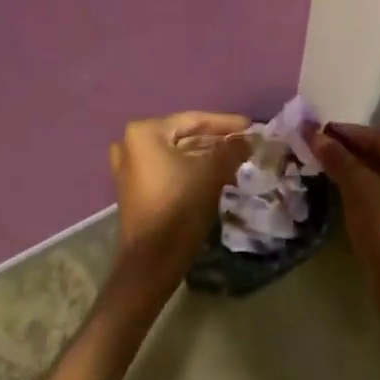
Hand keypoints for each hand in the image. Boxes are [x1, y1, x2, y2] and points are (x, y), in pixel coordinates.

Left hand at [109, 111, 250, 276]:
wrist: (153, 259)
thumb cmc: (180, 206)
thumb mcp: (212, 172)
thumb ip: (232, 149)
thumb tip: (247, 138)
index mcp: (144, 132)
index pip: (192, 120)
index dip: (224, 123)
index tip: (250, 127)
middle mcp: (130, 144)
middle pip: (183, 136)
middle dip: (215, 140)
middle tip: (245, 143)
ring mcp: (128, 168)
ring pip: (176, 154)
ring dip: (205, 156)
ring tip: (236, 158)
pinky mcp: (134, 189)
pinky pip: (167, 170)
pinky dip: (190, 169)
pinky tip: (215, 174)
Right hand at [308, 123, 379, 304]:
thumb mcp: (358, 187)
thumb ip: (337, 158)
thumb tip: (313, 133)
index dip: (347, 134)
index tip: (318, 129)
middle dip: (352, 152)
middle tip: (319, 147)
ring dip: (358, 171)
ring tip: (327, 165)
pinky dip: (369, 189)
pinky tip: (345, 189)